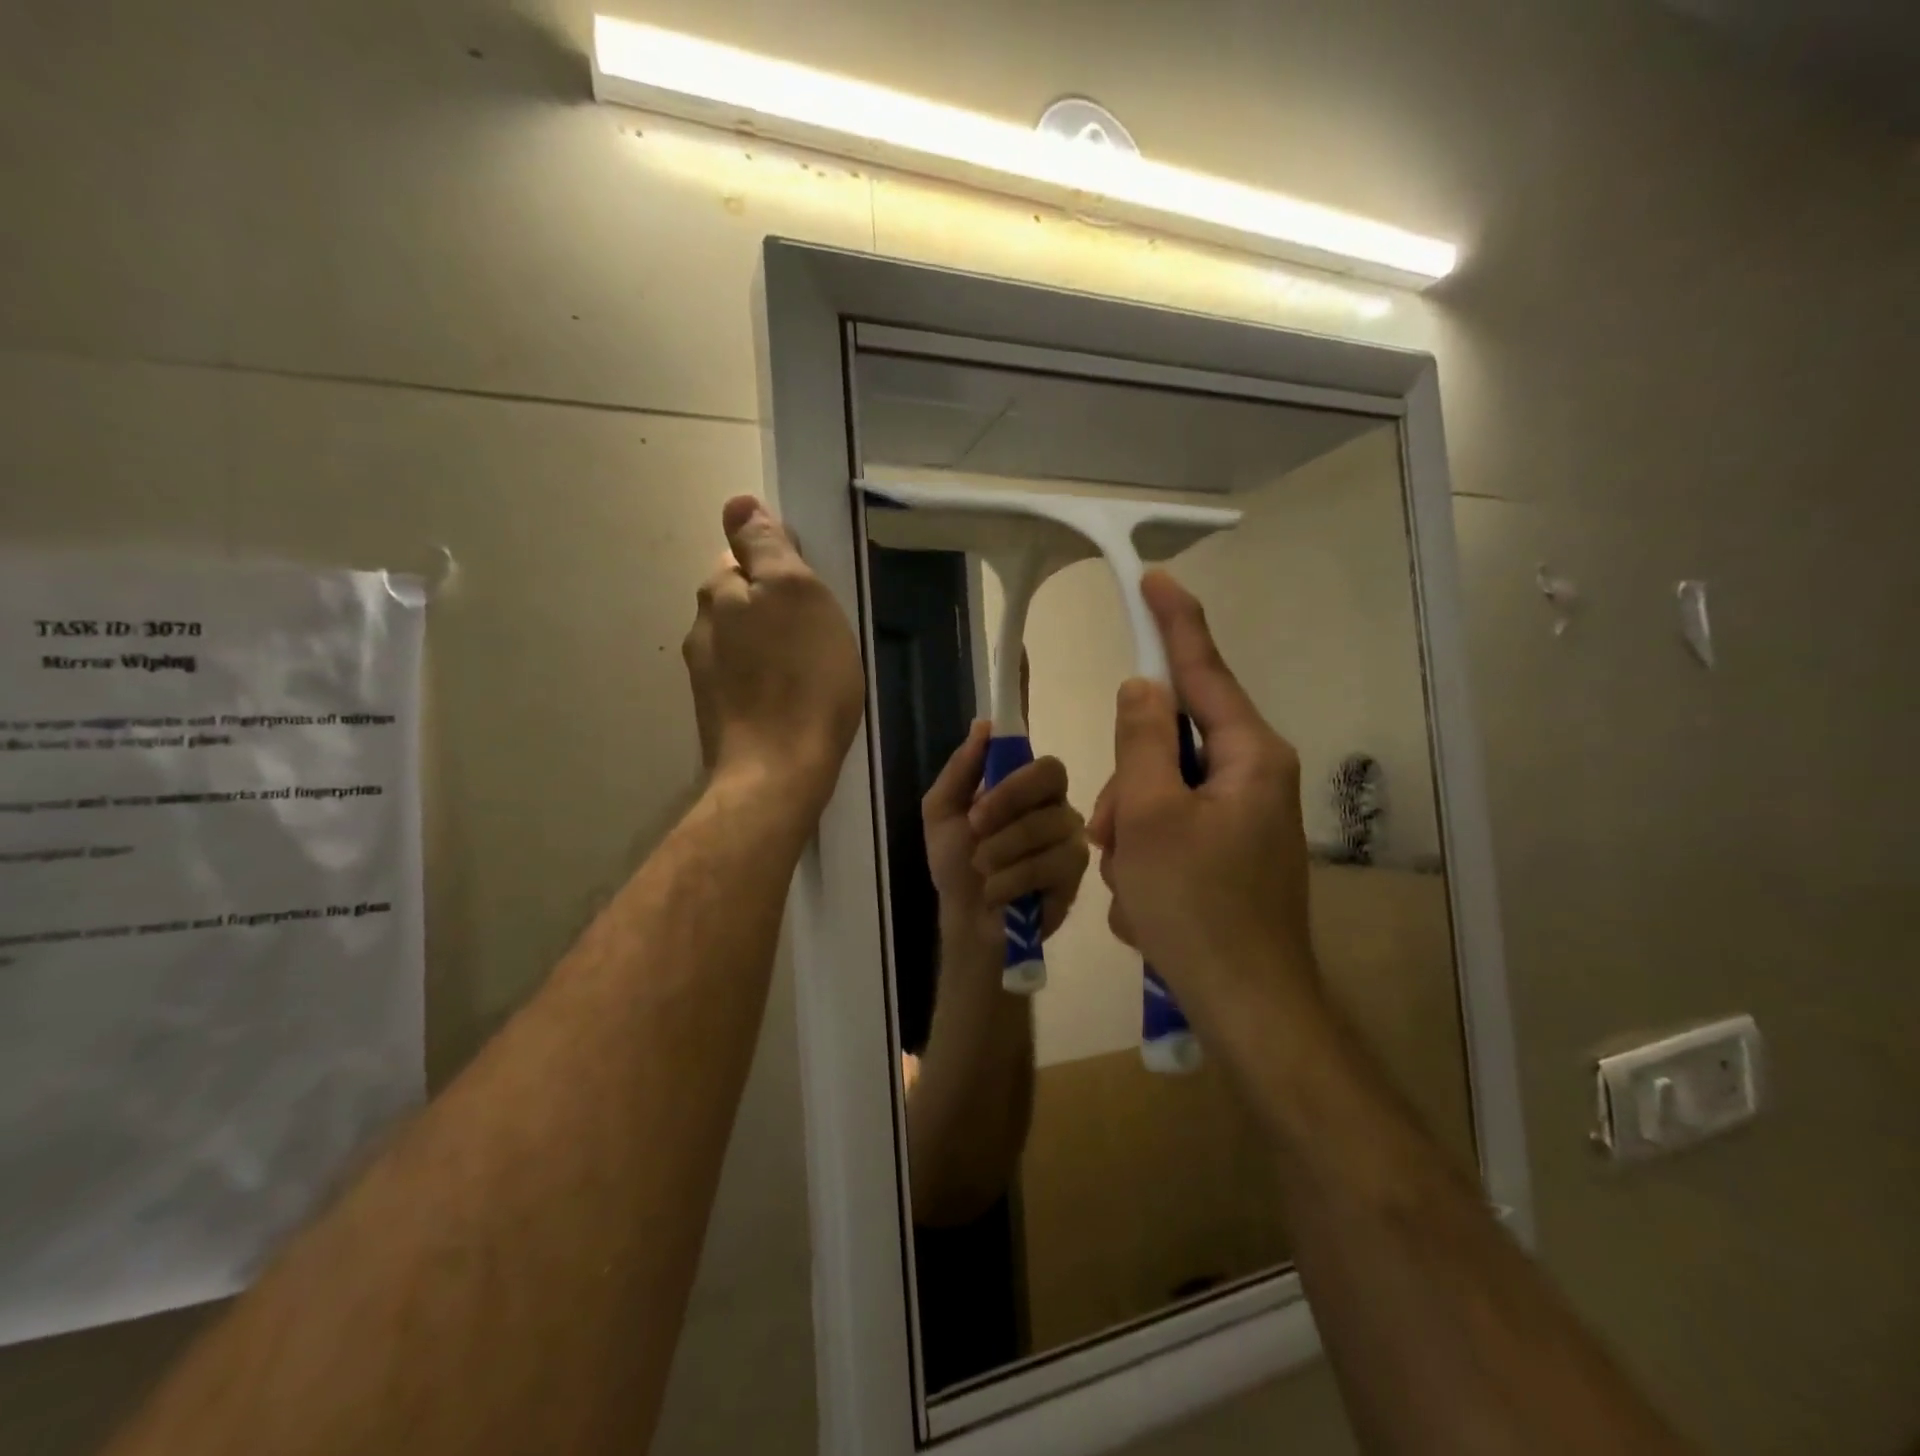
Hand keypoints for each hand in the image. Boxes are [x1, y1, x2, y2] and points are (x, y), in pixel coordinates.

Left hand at [682, 496, 863, 817]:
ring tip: (808, 667)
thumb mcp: (797, 594)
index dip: (777, 565)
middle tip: (817, 629)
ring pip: (741, 642)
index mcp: (720, 593)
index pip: (741, 555)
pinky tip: (790, 699)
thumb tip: (737, 503)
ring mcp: (705, 677)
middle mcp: (702, 629)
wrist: (778, 771)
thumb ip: (767, 547)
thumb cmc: (803, 678)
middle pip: (738, 600)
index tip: (811, 590)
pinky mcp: (718, 715)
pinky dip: (765, 680)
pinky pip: (745, 680)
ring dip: (768, 645)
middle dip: (771, 605)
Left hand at [923, 722, 1088, 953]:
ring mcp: (1071, 841)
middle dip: (1006, 806)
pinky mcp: (1076, 876)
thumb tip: (983, 725)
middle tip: (975, 831)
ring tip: (982, 869)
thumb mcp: (942, 811)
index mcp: (1028, 788)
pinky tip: (998, 892)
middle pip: (1052, 779)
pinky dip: (1012, 879)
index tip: (977, 803)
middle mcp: (1056, 807)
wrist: (966, 920)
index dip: (1013, 777)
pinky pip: (1050, 865)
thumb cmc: (956, 863)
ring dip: (1001, 850)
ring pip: (1046, 826)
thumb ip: (961, 768)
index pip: (1043, 762)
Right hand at [1088, 572, 1314, 1022]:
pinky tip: (1148, 904)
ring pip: (1162, 794)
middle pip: (1171, 745)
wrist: (1246, 1007)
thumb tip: (1143, 688)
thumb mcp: (1151, 815)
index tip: (1154, 580)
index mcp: (1250, 756)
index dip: (1175, 623)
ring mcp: (1244, 820)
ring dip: (1132, 831)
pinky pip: (1172, 833)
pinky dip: (1148, 861)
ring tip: (1131, 883)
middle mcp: (1255, 778)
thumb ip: (1143, 740)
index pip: (1205, 670)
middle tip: (1110, 835)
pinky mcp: (1230, 856)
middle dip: (1129, 784)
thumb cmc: (1197, 906)